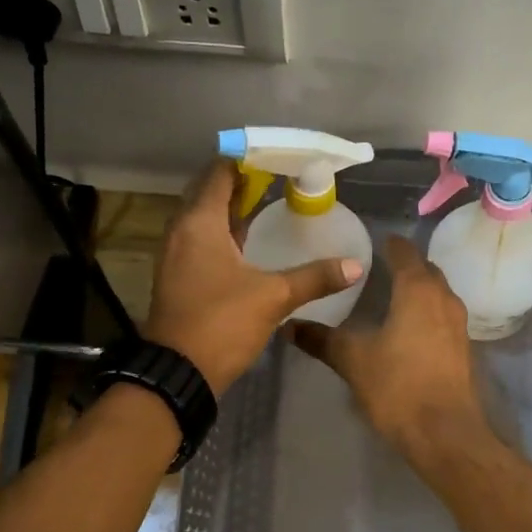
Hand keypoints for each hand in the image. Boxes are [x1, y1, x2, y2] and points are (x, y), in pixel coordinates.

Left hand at [143, 159, 363, 394]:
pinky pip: (200, 239)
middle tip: (277, 179)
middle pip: (208, 191)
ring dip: (230, 208)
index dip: (246, 161)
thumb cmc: (222, 324)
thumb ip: (315, 277)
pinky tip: (247, 243)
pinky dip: (221, 232)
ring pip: (203, 217)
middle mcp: (181, 230)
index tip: (276, 158)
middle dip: (240, 182)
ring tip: (266, 204)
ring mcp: (175, 254)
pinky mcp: (177, 275)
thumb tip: (355, 266)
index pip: (219, 173)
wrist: (178, 373)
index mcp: (199, 223)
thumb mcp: (273, 297)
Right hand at [292, 235, 487, 455]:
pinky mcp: (463, 349)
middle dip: (406, 265)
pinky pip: (443, 317)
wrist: (445, 433)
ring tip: (392, 295)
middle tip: (379, 267)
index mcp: (418, 291)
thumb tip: (289, 326)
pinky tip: (408, 329)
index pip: (405, 253)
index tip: (373, 241)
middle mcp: (443, 299)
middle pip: (427, 271)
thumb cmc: (398, 387)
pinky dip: (427, 313)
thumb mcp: (353, 361)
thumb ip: (322, 340)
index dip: (390, 244)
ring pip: (438, 294)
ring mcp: (458, 325)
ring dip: (419, 289)